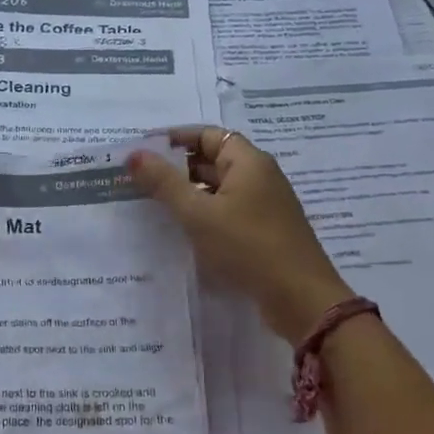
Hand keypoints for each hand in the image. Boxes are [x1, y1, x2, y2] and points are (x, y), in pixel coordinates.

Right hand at [128, 127, 352, 344]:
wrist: (300, 299)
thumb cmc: (248, 246)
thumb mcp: (198, 213)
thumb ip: (164, 183)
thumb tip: (133, 154)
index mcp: (248, 162)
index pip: (209, 135)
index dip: (176, 138)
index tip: (145, 149)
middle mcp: (260, 177)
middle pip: (214, 160)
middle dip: (178, 166)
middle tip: (141, 178)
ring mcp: (265, 205)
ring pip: (220, 188)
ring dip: (190, 191)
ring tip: (154, 202)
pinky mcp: (265, 231)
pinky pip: (228, 210)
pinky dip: (205, 212)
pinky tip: (183, 228)